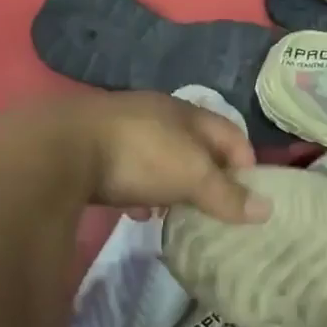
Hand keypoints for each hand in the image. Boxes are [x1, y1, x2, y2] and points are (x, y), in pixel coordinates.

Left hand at [58, 92, 268, 223]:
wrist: (59, 147)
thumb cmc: (140, 154)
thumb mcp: (191, 175)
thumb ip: (227, 194)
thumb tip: (267, 209)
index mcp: (187, 112)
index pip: (230, 133)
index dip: (246, 162)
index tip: (251, 196)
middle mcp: (157, 113)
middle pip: (195, 145)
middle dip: (208, 176)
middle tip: (217, 209)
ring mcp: (122, 129)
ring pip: (161, 157)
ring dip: (173, 183)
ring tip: (178, 214)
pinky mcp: (94, 148)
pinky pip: (129, 170)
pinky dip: (141, 190)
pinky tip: (137, 211)